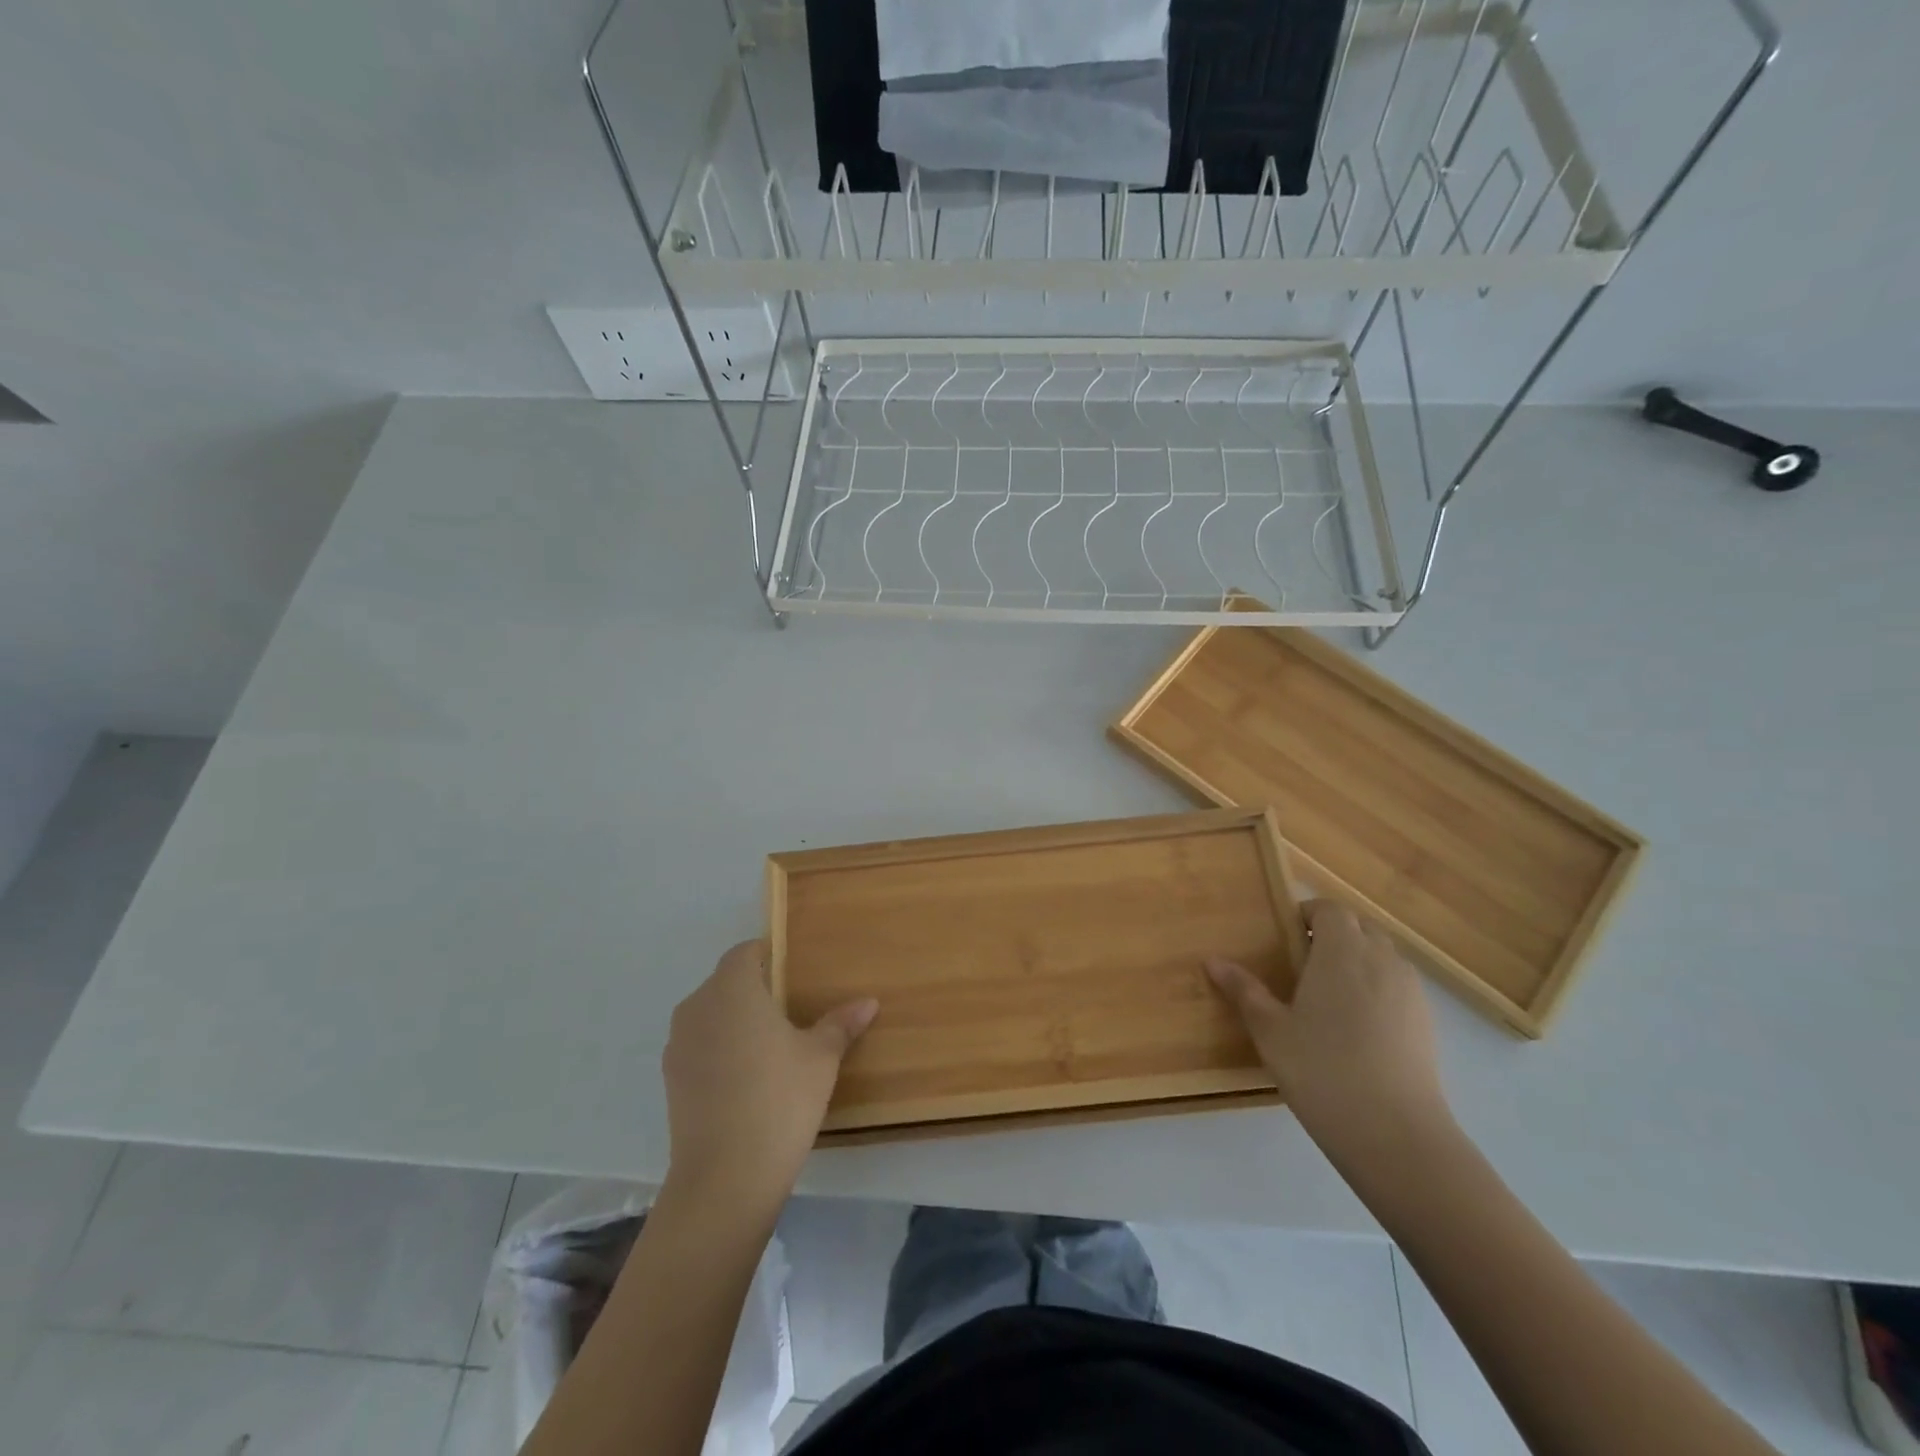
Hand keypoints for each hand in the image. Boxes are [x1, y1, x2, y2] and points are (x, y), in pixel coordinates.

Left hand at [662, 940, 877, 1208]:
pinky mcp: (670, 1080)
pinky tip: (747, 1078)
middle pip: (726, 982)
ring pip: (710, 1015)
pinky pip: (699, 1047)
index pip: (745, 952)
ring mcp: (678, 1045)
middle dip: (755, 989)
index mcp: (732, 989)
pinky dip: (720, 1050)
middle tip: (791, 1009)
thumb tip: (868, 1002)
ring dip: (735, 1021)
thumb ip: (840, 1024)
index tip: (794, 972)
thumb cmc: (779, 1099)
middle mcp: (697, 1007)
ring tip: (770, 1045)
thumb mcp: (821, 1058)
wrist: (725, 1178)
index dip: (768, 955)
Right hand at [1207, 900, 1449, 1157]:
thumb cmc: (1322, 1070)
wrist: (1396, 1134)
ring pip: (1382, 956)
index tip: (1286, 935)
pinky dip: (1378, 990)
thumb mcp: (1270, 1030)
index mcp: (1342, 951)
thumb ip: (1244, 990)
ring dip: (1357, 960)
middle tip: (1302, 963)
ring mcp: (1411, 991)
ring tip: (1329, 996)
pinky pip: (1398, 986)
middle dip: (1333, 934)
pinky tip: (1357, 1028)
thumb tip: (1212, 960)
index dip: (1308, 913)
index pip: (1330, 909)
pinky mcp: (1428, 1022)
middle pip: (1359, 927)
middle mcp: (1381, 959)